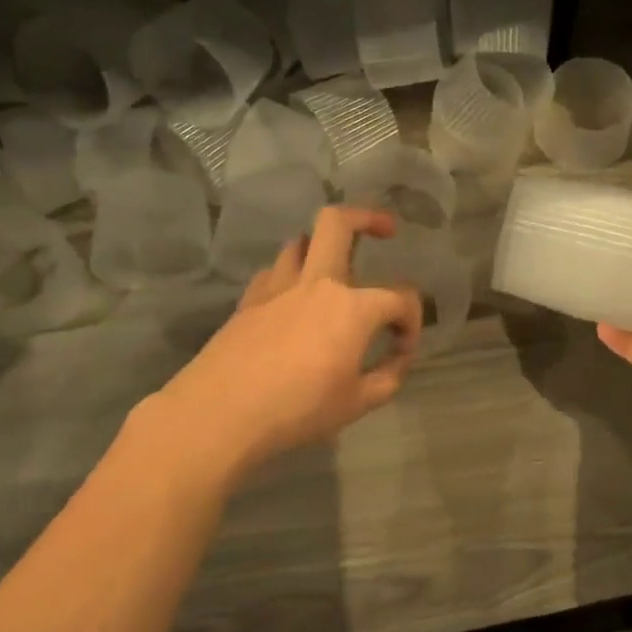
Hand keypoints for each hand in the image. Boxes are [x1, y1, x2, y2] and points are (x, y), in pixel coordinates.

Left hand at [132, 207, 422, 486]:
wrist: (220, 414)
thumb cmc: (297, 409)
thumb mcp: (356, 404)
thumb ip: (387, 378)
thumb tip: (398, 360)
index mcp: (353, 307)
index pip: (400, 298)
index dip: (412, 320)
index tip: (402, 349)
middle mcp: (317, 283)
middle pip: (338, 222)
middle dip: (368, 217)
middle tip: (386, 230)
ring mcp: (278, 287)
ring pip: (300, 242)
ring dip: (322, 247)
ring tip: (334, 270)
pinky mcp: (249, 301)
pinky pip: (274, 272)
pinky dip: (290, 276)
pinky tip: (292, 300)